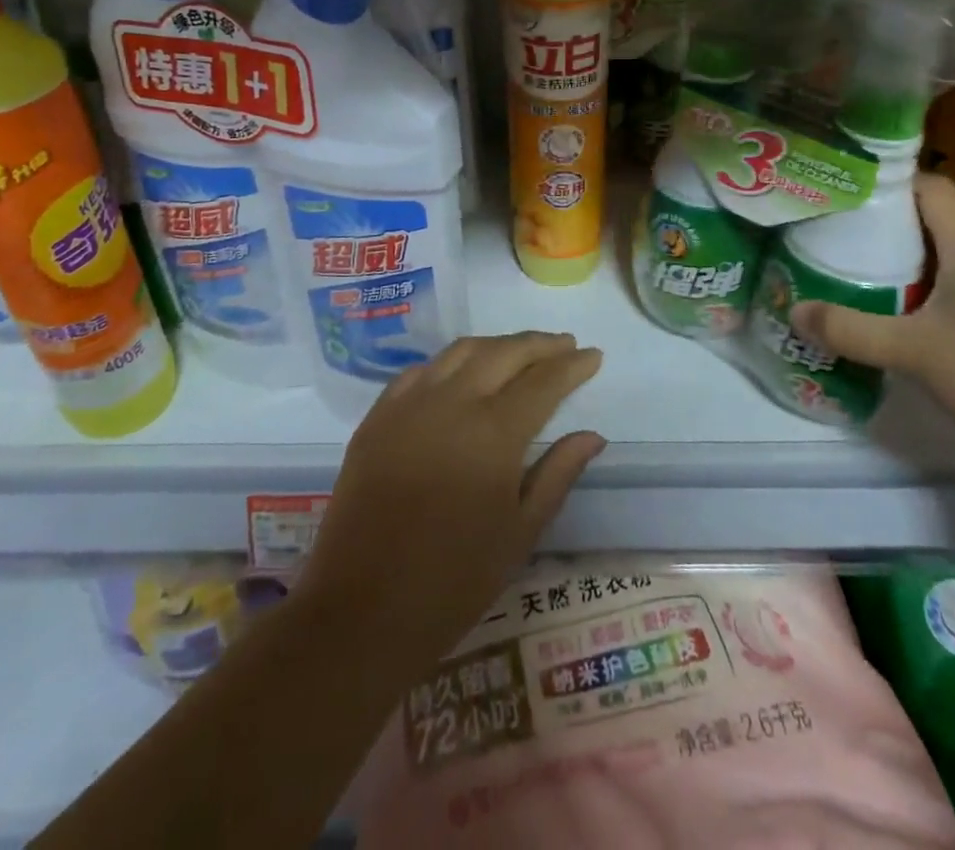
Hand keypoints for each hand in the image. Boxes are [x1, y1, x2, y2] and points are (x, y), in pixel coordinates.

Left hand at [295, 332, 605, 666]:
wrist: (361, 609)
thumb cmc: (453, 582)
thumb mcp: (520, 533)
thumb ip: (558, 474)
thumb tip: (592, 435)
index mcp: (494, 433)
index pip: (543, 382)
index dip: (571, 365)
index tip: (593, 355)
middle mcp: (452, 402)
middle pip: (504, 353)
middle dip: (540, 345)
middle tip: (565, 344)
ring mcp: (409, 403)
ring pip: (461, 351)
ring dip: (497, 345)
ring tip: (520, 351)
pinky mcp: (378, 415)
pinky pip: (421, 370)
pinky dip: (452, 361)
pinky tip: (463, 371)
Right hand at [790, 174, 954, 473]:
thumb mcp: (916, 353)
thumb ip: (851, 330)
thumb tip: (793, 311)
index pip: (931, 187)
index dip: (889, 182)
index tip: (844, 193)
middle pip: (933, 221)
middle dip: (883, 225)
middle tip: (834, 237)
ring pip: (946, 258)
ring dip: (903, 262)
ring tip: (855, 275)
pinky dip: (925, 293)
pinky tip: (901, 320)